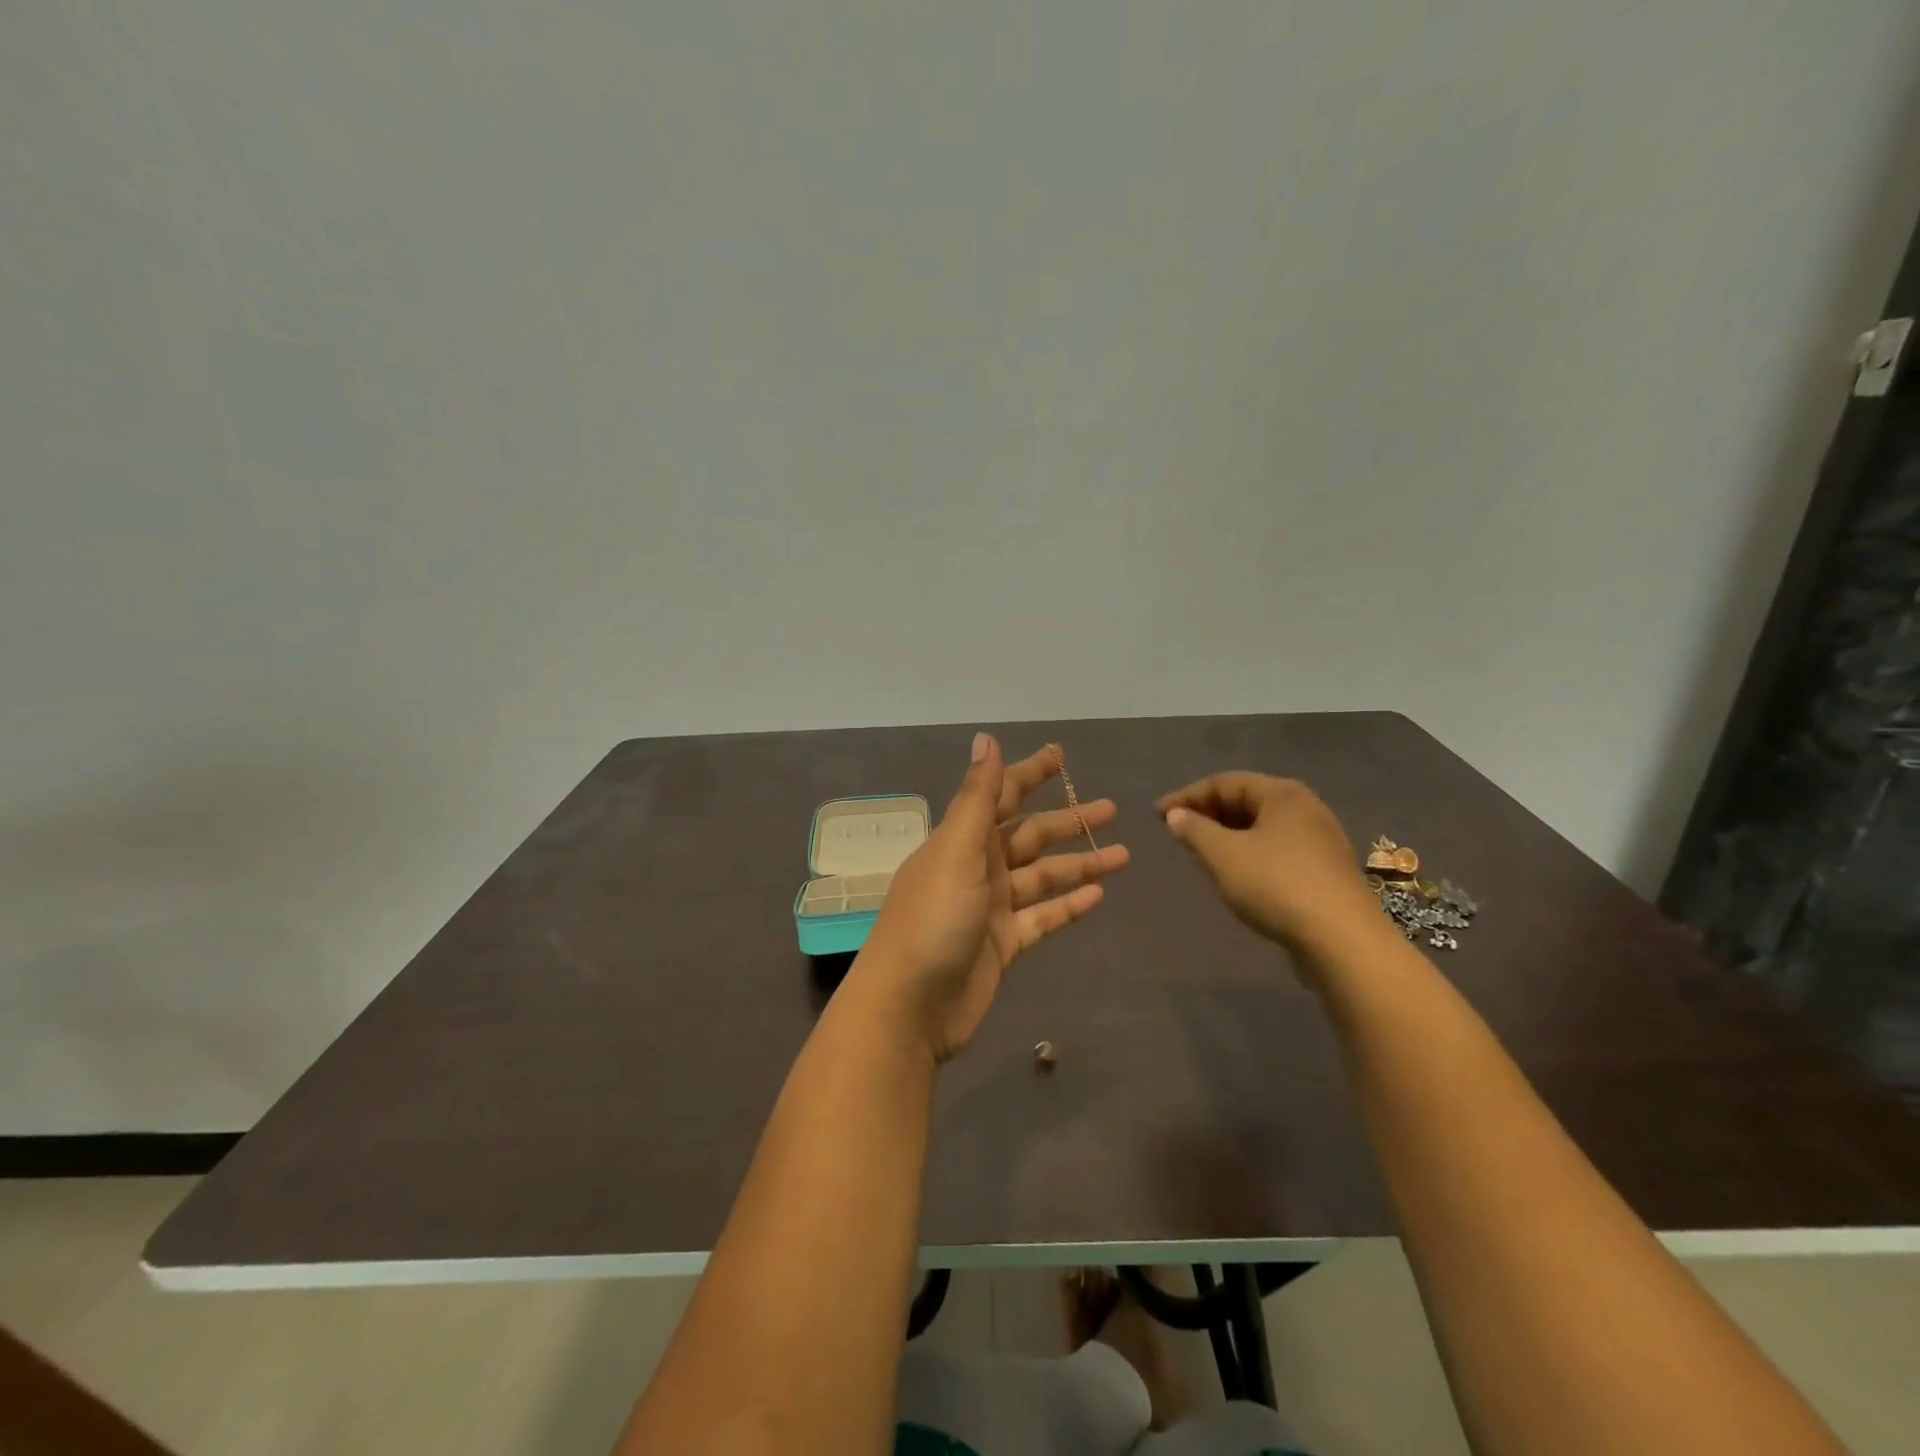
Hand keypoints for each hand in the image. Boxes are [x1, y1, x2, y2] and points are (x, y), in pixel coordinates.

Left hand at [848, 734, 1129, 1062]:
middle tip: (1112, 808)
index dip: (1030, 772)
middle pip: (1030, 835)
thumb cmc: (932, 919)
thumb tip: (986, 738)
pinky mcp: (1004, 943)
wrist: (910, 1005)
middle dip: (1068, 821)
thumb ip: (977, 797)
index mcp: (962, 839)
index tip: (1060, 754)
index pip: (1001, 794)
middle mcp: (977, 867)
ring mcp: (992, 906)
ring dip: (1079, 864)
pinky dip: (1069, 905)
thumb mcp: (956, 850)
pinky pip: (1043, 916)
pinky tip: (1099, 895)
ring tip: (1124, 854)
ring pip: (1043, 876)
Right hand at [1157, 772, 1386, 969]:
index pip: (1225, 782)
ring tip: (1202, 853)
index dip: (1187, 796)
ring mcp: (1320, 839)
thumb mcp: (1223, 855)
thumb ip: (1195, 830)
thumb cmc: (1277, 886)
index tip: (1158, 815)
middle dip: (1209, 814)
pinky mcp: (1326, 870)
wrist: (1343, 941)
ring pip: (1262, 827)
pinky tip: (1237, 874)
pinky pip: (1277, 849)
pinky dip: (1250, 853)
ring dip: (1228, 835)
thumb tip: (1177, 815)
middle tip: (1179, 832)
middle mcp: (1305, 808)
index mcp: (1282, 794)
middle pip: (1247, 800)